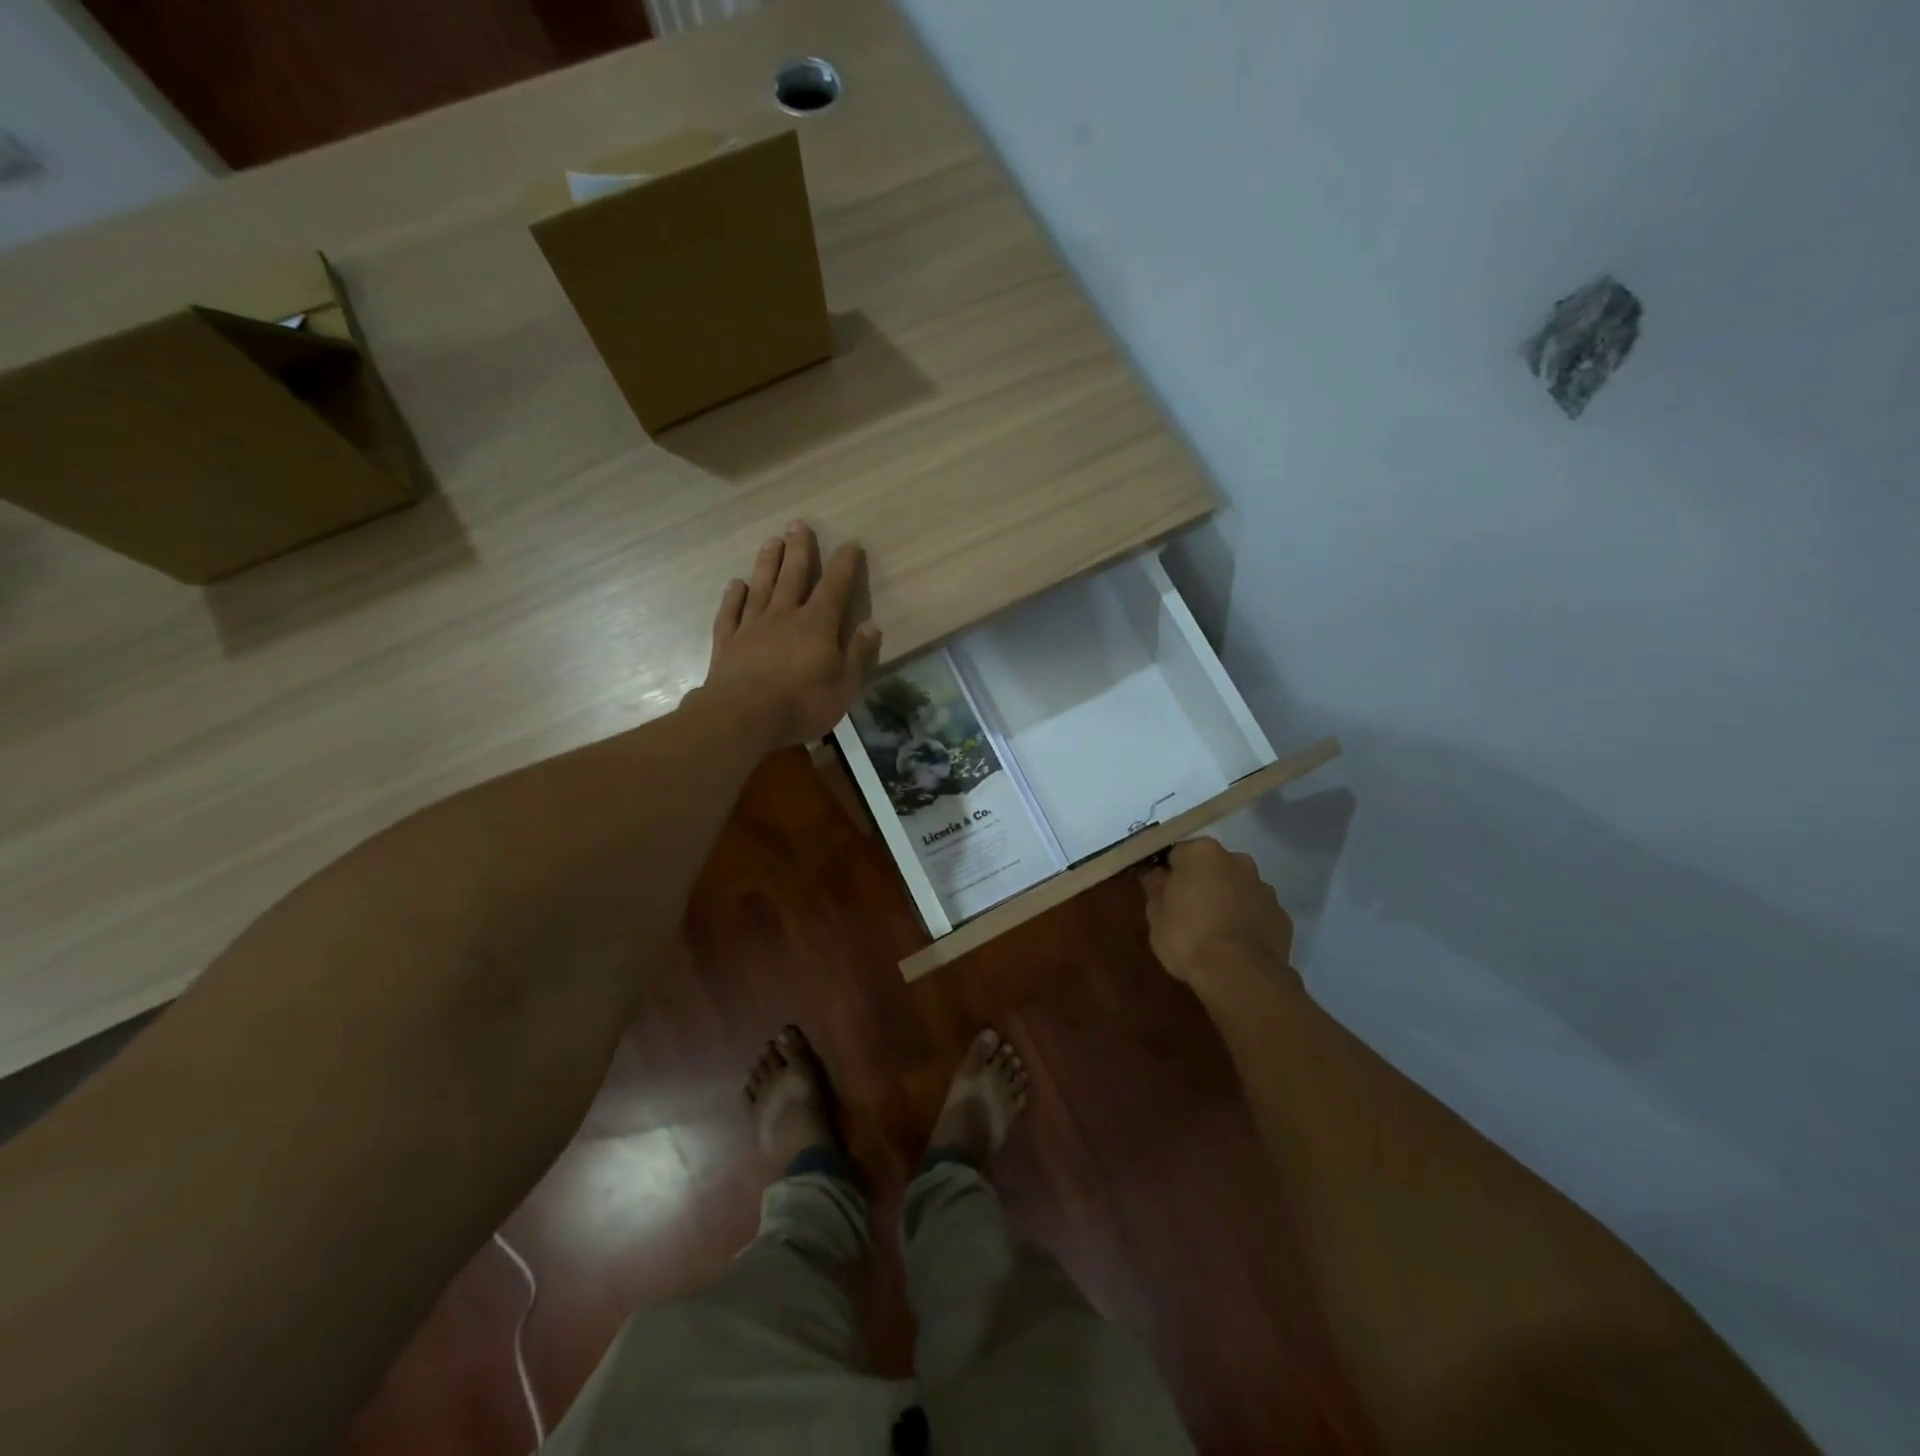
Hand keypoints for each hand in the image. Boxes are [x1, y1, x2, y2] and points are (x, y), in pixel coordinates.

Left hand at [698, 522, 881, 748]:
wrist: (743, 716)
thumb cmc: (802, 703)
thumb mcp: (844, 686)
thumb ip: (858, 654)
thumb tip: (872, 626)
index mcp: (817, 625)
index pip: (835, 587)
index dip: (844, 565)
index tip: (850, 544)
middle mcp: (784, 616)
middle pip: (793, 576)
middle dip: (799, 549)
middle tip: (798, 524)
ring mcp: (752, 626)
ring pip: (762, 586)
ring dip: (767, 562)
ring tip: (771, 540)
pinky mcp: (728, 642)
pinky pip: (731, 612)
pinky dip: (734, 596)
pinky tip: (736, 584)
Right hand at [1140, 838, 1298, 991]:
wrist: (1240, 975)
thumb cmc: (1188, 937)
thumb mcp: (1155, 914)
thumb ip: (1156, 887)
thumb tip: (1157, 874)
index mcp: (1203, 853)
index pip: (1178, 853)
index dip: (1169, 873)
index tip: (1163, 894)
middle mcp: (1238, 861)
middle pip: (1213, 867)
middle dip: (1202, 883)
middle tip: (1187, 912)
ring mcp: (1264, 889)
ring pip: (1238, 888)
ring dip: (1227, 901)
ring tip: (1214, 933)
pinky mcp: (1282, 917)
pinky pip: (1257, 913)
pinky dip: (1247, 922)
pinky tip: (1236, 946)